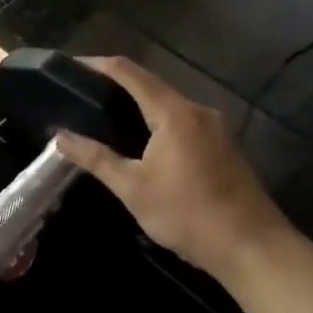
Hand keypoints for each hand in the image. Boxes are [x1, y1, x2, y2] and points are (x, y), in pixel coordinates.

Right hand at [52, 57, 290, 281]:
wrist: (253, 248)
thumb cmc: (188, 215)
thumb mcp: (133, 188)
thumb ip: (95, 158)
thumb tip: (59, 136)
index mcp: (175, 113)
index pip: (130, 73)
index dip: (99, 64)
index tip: (71, 66)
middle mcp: (198, 110)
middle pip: (152, 85)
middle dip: (117, 86)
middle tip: (83, 96)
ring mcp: (216, 127)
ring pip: (169, 105)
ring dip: (139, 106)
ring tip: (105, 117)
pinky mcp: (225, 145)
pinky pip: (184, 121)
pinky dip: (158, 122)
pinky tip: (141, 142)